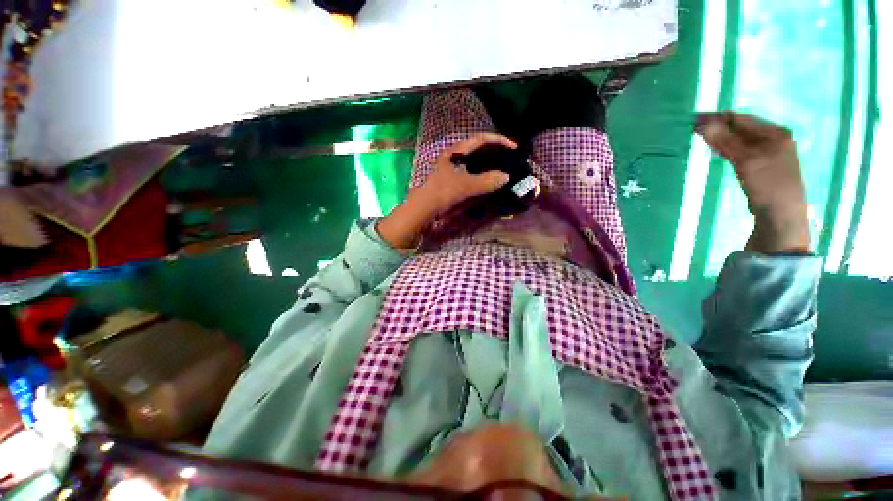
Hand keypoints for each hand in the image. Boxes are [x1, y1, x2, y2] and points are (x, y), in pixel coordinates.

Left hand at [377, 133, 515, 248]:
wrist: (424, 208)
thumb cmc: (442, 192)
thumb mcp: (465, 186)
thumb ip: (486, 181)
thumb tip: (506, 177)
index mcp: (456, 151)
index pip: (481, 139)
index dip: (498, 140)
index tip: (513, 147)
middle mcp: (455, 156)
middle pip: (479, 147)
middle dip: (495, 150)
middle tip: (510, 157)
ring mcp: (454, 167)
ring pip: (476, 160)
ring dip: (490, 162)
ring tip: (503, 167)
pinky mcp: (454, 178)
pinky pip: (473, 171)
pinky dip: (483, 173)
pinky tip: (489, 179)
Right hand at [696, 112, 810, 254]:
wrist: (781, 215)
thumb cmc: (768, 185)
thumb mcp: (746, 161)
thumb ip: (725, 141)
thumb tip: (703, 123)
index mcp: (775, 133)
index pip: (741, 119)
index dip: (717, 118)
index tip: (694, 119)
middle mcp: (774, 139)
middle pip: (741, 128)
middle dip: (718, 127)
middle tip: (693, 128)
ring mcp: (769, 153)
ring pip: (740, 140)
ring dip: (721, 137)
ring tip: (701, 137)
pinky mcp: (763, 166)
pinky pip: (742, 151)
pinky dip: (727, 148)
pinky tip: (718, 150)